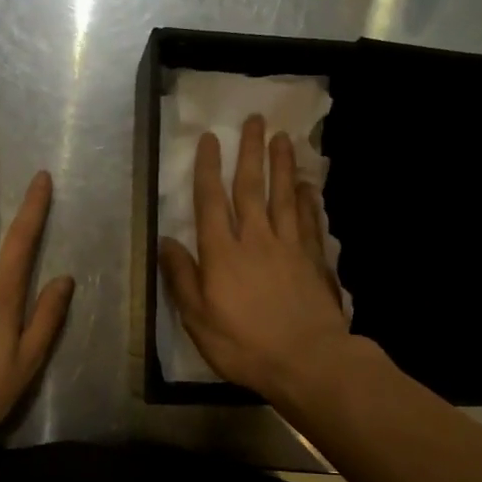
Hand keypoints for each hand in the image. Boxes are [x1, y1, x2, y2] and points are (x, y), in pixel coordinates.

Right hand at [158, 114, 352, 401]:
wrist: (307, 361)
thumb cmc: (244, 345)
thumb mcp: (199, 319)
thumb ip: (182, 278)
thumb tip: (167, 242)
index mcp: (222, 254)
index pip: (211, 202)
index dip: (209, 168)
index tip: (211, 139)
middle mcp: (255, 240)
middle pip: (252, 188)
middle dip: (250, 152)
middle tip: (255, 120)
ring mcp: (289, 247)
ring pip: (284, 196)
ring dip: (282, 165)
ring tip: (282, 137)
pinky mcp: (314, 260)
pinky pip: (309, 221)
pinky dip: (307, 200)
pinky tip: (308, 185)